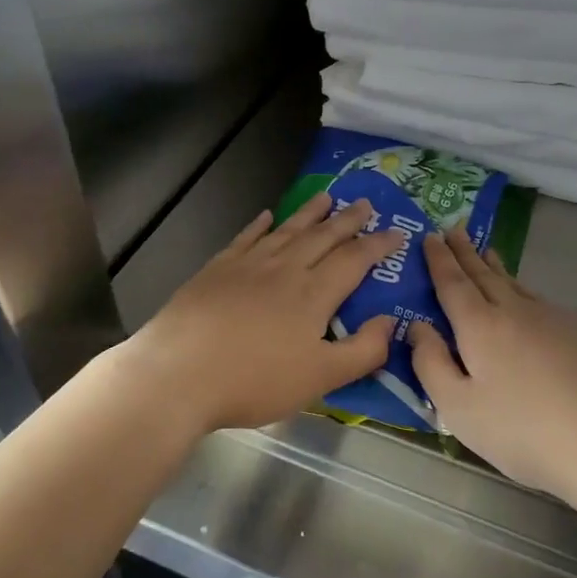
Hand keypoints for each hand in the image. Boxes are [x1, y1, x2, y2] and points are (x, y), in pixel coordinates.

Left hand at [122, 191, 405, 433]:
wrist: (179, 373)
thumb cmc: (254, 380)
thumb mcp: (321, 379)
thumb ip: (363, 351)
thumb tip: (391, 322)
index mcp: (314, 294)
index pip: (355, 260)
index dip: (378, 245)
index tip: (398, 232)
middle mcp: (285, 269)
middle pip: (323, 237)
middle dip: (348, 220)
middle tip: (365, 203)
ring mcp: (248, 265)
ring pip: (287, 230)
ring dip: (310, 213)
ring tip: (326, 197)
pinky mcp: (217, 269)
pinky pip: (246, 238)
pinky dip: (260, 225)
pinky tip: (267, 216)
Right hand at [409, 228, 576, 502]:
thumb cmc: (522, 430)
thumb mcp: (458, 408)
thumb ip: (430, 364)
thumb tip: (417, 327)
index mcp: (480, 326)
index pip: (453, 283)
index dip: (439, 260)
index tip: (430, 236)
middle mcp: (515, 311)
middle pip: (484, 275)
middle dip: (465, 252)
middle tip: (453, 230)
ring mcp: (553, 318)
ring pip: (515, 284)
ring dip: (495, 267)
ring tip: (486, 253)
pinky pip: (539, 300)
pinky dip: (522, 289)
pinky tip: (526, 299)